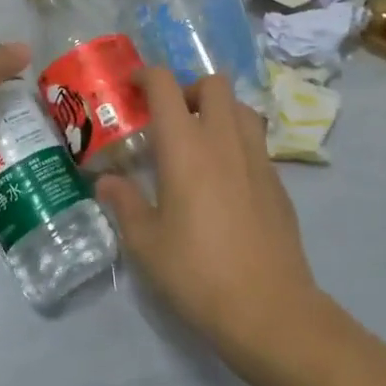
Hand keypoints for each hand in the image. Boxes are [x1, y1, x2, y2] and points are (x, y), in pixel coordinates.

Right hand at [96, 70, 323, 369]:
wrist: (269, 309)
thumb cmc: (198, 273)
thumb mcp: (146, 244)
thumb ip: (124, 203)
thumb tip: (107, 182)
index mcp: (185, 146)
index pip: (165, 85)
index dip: (146, 76)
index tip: (132, 87)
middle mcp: (224, 139)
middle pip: (212, 84)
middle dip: (188, 89)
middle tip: (170, 118)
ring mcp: (257, 157)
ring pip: (240, 107)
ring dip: (218, 110)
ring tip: (200, 142)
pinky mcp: (278, 180)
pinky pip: (256, 140)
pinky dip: (237, 141)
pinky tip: (225, 179)